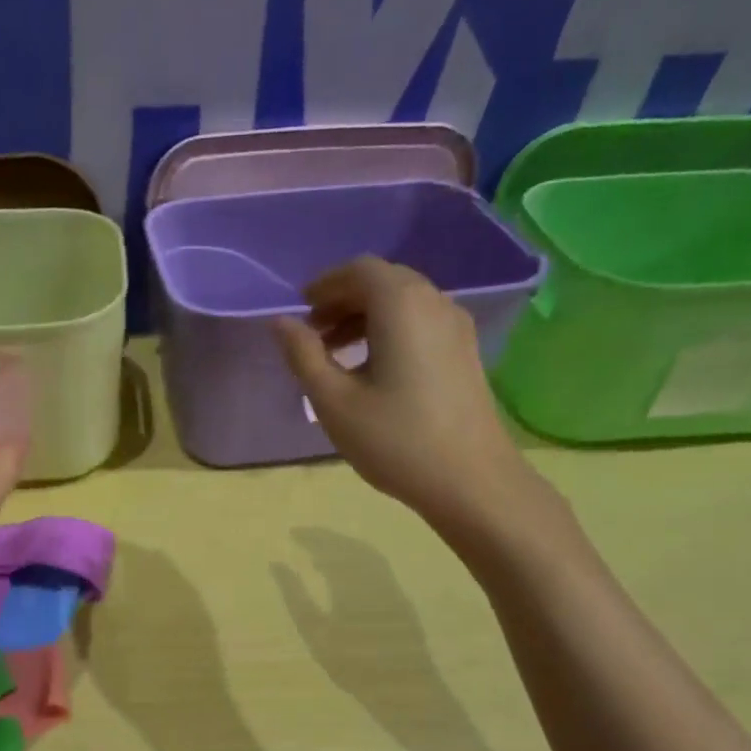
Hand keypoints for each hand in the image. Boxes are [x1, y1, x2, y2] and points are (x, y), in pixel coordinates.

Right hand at [274, 257, 556, 552]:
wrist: (470, 480)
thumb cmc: (394, 440)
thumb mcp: (334, 401)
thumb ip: (303, 356)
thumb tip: (281, 323)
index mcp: (401, 304)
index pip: (358, 270)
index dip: (325, 285)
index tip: (299, 311)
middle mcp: (434, 302)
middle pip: (383, 281)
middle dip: (343, 300)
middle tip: (312, 334)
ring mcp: (456, 326)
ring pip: (404, 302)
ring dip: (365, 317)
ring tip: (336, 355)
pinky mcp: (464, 351)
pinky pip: (420, 322)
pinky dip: (389, 330)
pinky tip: (372, 369)